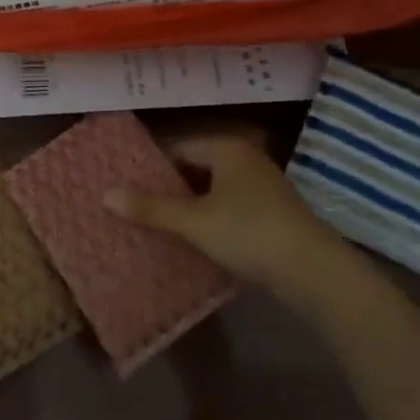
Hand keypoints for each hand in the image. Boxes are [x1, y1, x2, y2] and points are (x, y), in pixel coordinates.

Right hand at [105, 136, 349, 295]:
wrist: (314, 272)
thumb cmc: (249, 233)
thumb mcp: (194, 222)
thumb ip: (151, 208)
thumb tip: (105, 194)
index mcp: (226, 148)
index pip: (178, 148)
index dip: (151, 166)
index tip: (126, 185)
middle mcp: (245, 158)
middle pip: (195, 167)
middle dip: (169, 188)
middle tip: (136, 207)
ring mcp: (262, 185)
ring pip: (213, 189)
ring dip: (190, 206)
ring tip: (158, 225)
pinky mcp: (272, 212)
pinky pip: (230, 206)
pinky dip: (211, 218)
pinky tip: (194, 239)